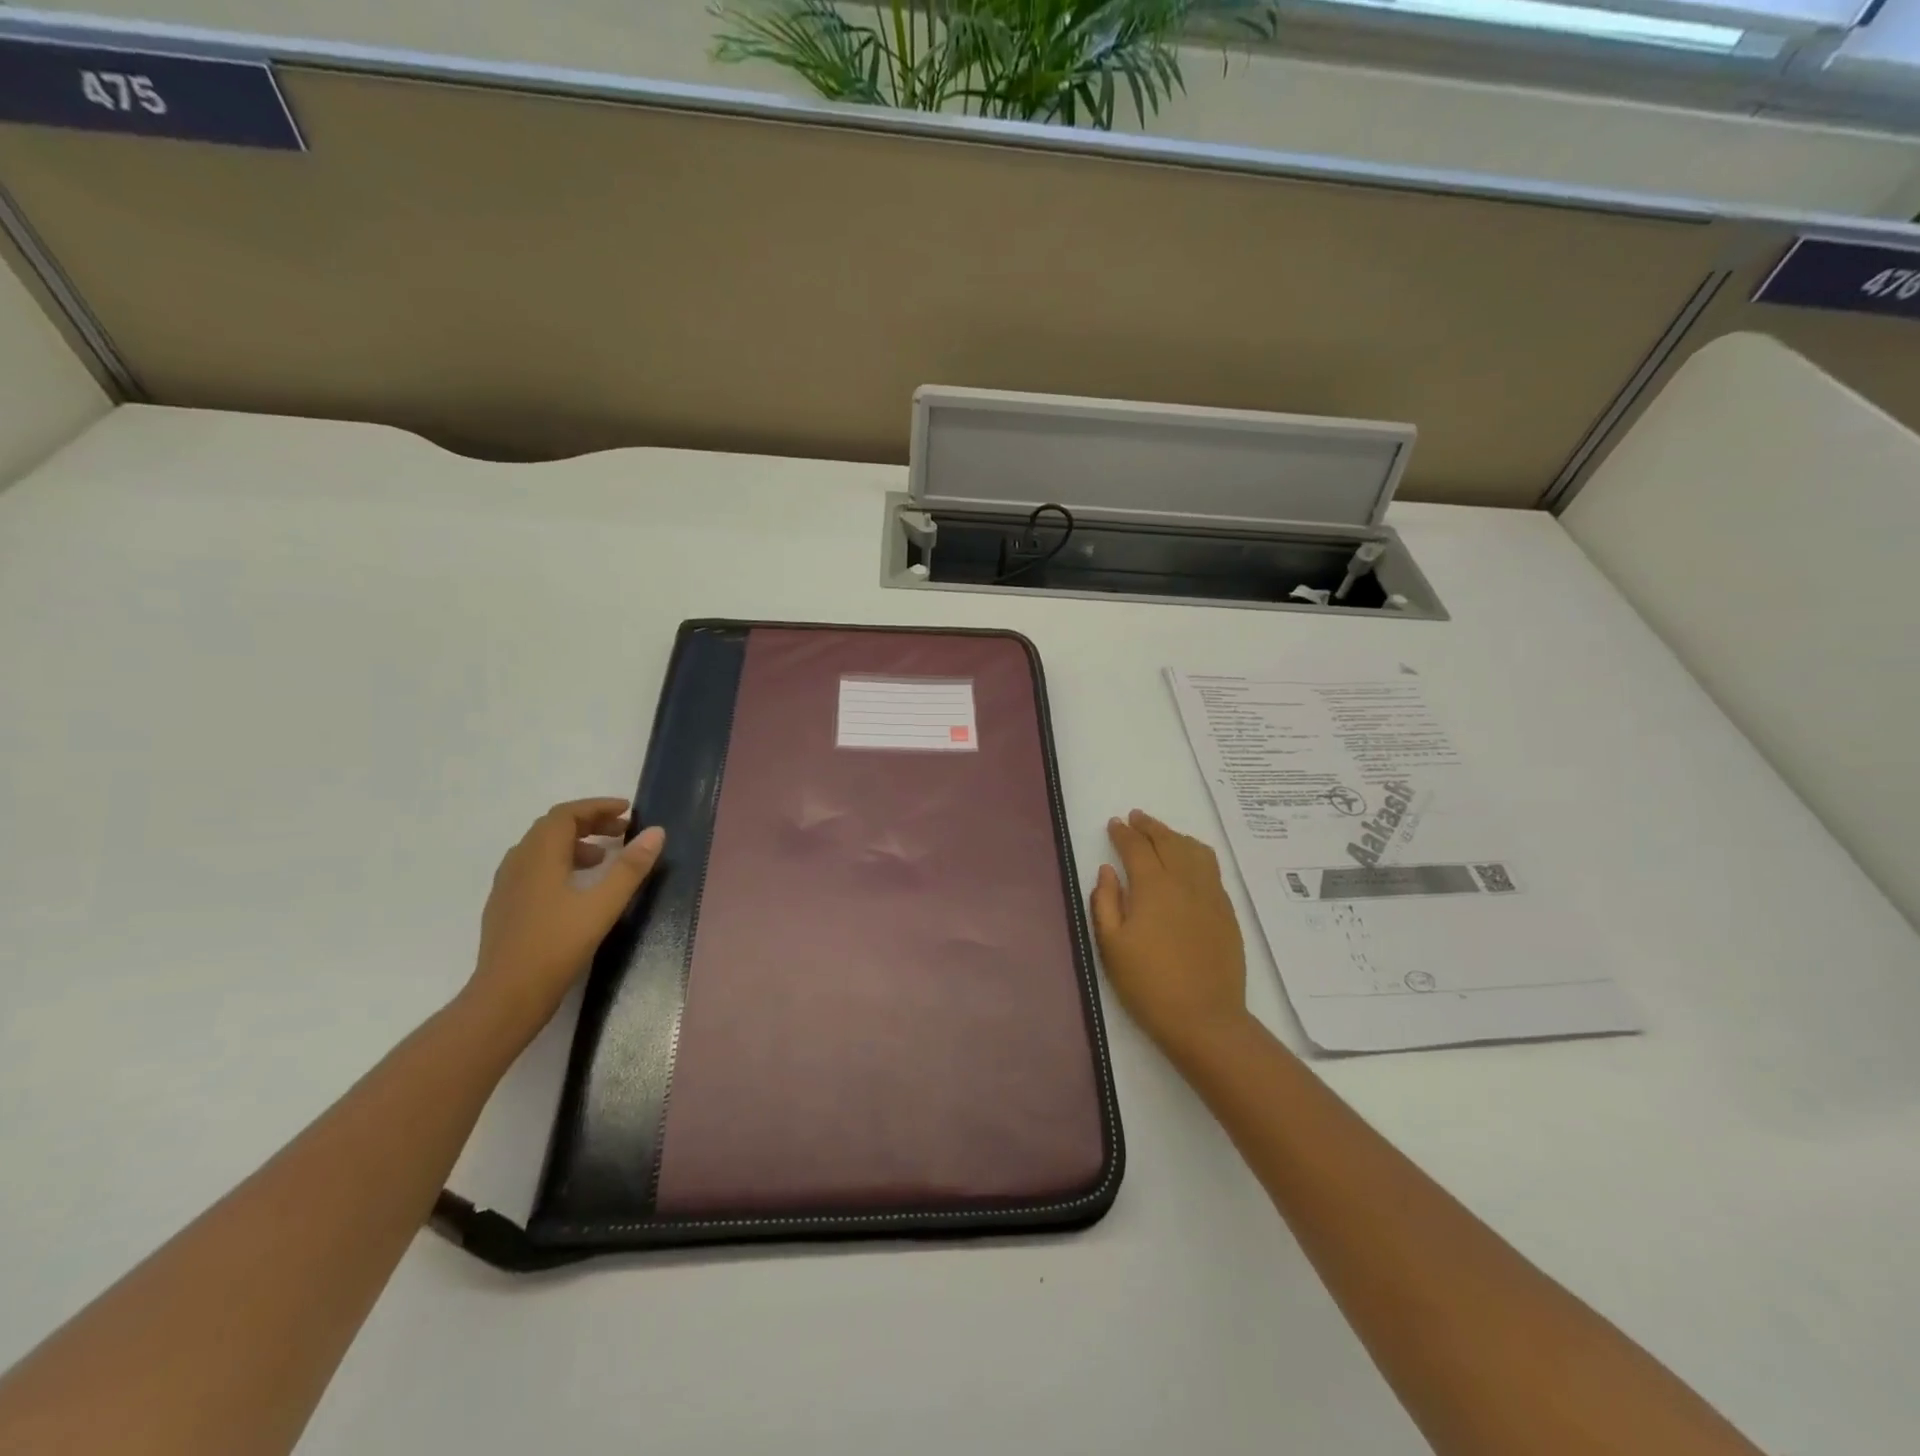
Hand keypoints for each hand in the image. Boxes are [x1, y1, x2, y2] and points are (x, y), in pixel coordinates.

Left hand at [465, 798, 665, 1043]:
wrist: (506, 996)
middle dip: (589, 823)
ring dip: (574, 843)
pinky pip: (533, 868)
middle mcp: (519, 862)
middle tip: (622, 831)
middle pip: (552, 828)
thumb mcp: (603, 905)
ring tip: (603, 858)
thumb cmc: (557, 945)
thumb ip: (630, 867)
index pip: (566, 814)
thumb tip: (655, 832)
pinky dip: (559, 863)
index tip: (627, 810)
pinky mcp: (506, 907)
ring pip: (541, 849)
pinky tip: (576, 887)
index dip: (597, 807)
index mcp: (539, 856)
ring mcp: (508, 886)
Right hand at [1090, 810, 1249, 1066]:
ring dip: (1176, 836)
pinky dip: (1196, 854)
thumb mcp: (1111, 945)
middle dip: (1150, 826)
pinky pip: (1212, 869)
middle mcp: (1185, 882)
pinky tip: (1190, 863)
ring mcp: (1211, 896)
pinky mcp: (1227, 912)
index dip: (1123, 833)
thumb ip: (1105, 901)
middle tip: (1136, 818)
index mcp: (1153, 886)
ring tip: (1163, 835)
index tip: (1114, 824)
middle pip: (1168, 841)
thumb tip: (1107, 870)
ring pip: (1195, 851)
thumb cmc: (1148, 984)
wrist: (1204, 1019)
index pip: (1137, 847)